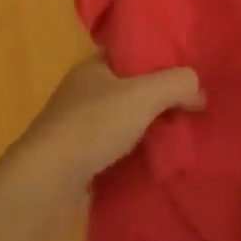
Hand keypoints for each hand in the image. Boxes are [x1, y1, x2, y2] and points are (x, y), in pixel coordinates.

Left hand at [6, 56, 203, 208]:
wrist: (40, 188)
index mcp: (93, 66)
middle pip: (130, 88)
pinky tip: (151, 164)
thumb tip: (199, 91)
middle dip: (157, 97)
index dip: (160, 58)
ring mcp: (74, 130)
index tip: (187, 70)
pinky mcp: (72, 165)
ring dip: (145, 129)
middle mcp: (82, 93)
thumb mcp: (145, 95)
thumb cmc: (92, 127)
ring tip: (177, 137)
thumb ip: (178, 84)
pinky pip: (111, 153)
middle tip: (190, 107)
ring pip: (121, 122)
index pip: (132, 52)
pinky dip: (130, 157)